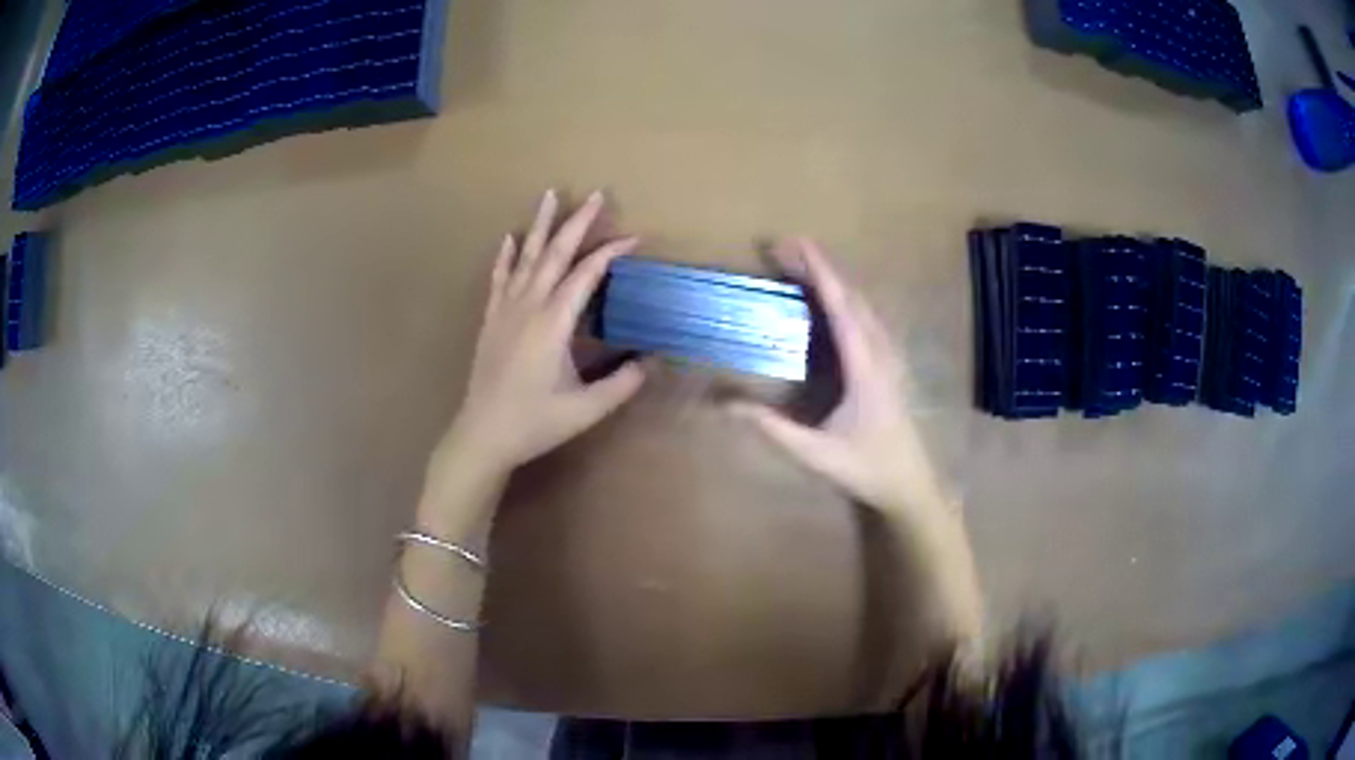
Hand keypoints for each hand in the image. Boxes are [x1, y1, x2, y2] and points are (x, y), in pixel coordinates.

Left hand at [437, 190, 644, 477]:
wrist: (483, 435)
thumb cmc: (535, 422)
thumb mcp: (586, 409)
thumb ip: (622, 384)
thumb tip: (651, 361)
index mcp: (553, 323)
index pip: (585, 275)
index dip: (609, 253)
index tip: (633, 238)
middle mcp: (528, 306)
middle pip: (554, 253)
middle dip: (577, 222)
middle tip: (595, 194)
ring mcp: (505, 310)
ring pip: (524, 257)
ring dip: (539, 225)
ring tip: (549, 195)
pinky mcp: (491, 320)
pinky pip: (499, 278)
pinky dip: (506, 255)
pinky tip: (509, 238)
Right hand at [731, 239, 946, 516]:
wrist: (910, 486)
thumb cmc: (866, 468)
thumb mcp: (814, 453)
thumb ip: (770, 428)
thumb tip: (725, 406)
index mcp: (865, 366)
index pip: (841, 307)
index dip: (819, 272)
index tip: (795, 243)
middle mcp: (880, 352)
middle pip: (852, 297)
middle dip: (820, 268)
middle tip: (784, 250)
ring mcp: (889, 358)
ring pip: (864, 306)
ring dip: (834, 282)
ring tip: (803, 268)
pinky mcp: (889, 366)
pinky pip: (868, 320)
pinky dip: (846, 301)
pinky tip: (833, 304)